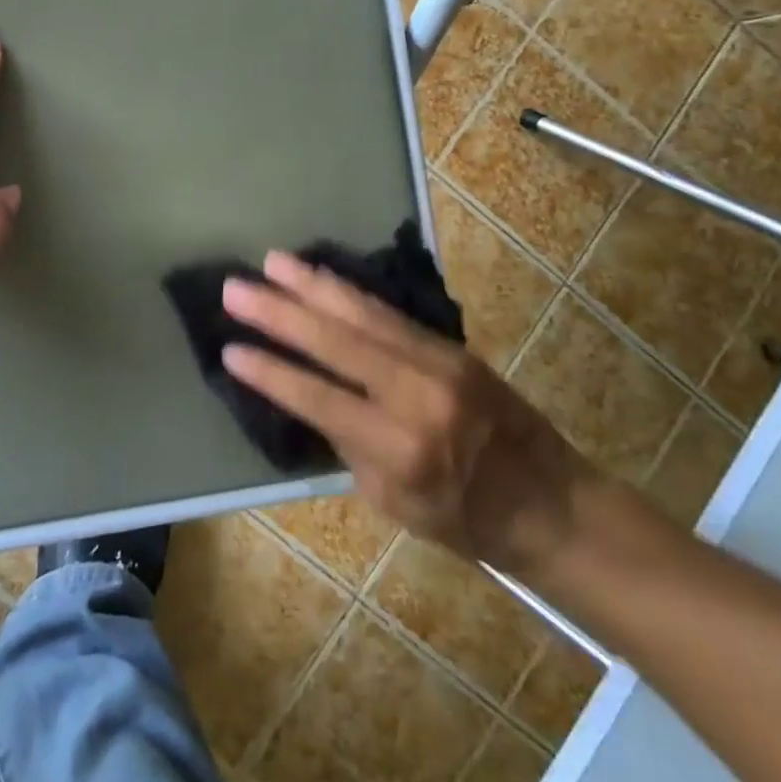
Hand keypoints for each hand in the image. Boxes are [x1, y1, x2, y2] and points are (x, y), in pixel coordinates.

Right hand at [221, 253, 593, 576]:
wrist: (550, 503)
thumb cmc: (464, 520)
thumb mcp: (393, 504)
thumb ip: (349, 443)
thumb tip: (307, 392)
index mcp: (400, 450)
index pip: (317, 398)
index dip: (270, 372)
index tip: (229, 349)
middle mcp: (417, 396)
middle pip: (334, 342)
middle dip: (278, 312)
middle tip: (234, 288)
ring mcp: (438, 363)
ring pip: (362, 313)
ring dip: (311, 285)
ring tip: (271, 261)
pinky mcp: (451, 345)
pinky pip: (388, 312)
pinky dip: (348, 291)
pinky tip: (321, 276)